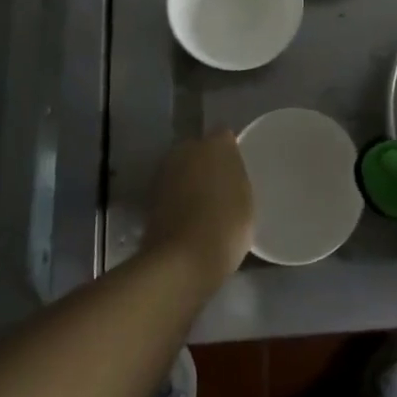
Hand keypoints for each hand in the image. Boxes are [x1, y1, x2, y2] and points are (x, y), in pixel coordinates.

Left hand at [142, 131, 254, 287]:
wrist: (182, 261)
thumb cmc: (226, 225)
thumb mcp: (246, 198)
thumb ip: (236, 176)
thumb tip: (228, 170)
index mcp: (216, 144)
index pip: (225, 136)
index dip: (231, 152)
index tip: (238, 169)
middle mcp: (186, 149)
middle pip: (199, 150)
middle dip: (207, 163)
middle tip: (221, 186)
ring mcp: (164, 172)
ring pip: (182, 170)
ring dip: (190, 181)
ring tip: (205, 205)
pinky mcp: (149, 197)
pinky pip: (171, 191)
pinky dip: (177, 199)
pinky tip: (189, 218)